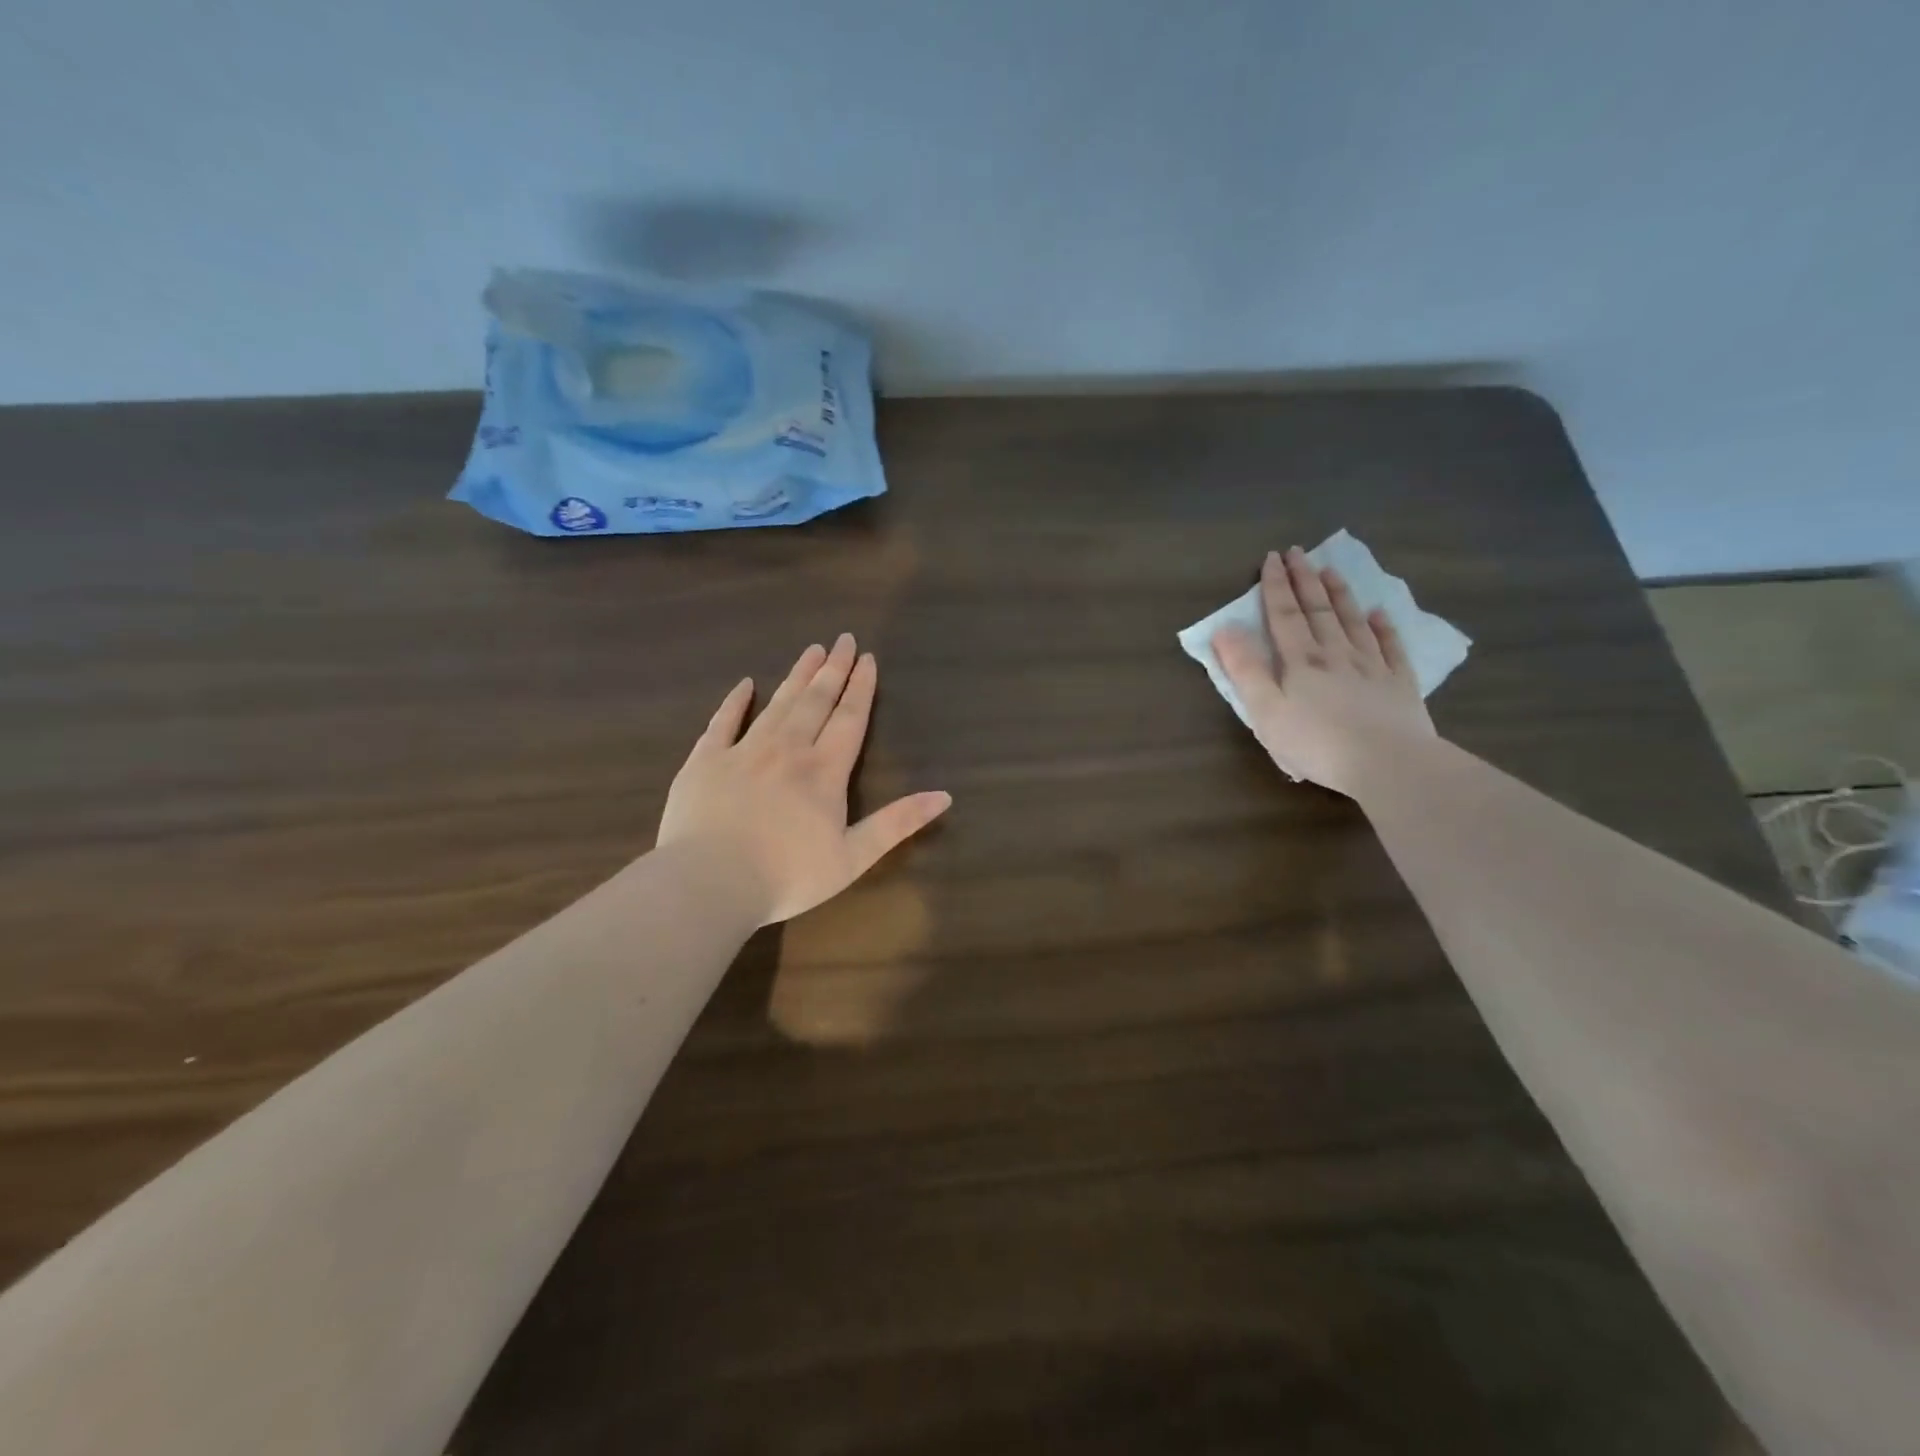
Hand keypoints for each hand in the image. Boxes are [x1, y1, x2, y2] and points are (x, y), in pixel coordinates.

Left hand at [657, 635, 951, 924]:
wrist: (709, 882)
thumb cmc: (787, 876)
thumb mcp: (853, 857)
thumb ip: (897, 823)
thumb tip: (944, 795)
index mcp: (824, 771)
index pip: (849, 719)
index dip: (861, 688)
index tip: (868, 658)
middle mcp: (788, 750)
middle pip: (816, 701)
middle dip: (833, 669)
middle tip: (844, 639)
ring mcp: (744, 751)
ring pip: (778, 704)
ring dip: (797, 675)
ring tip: (812, 650)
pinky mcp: (705, 760)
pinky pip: (723, 722)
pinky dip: (735, 701)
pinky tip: (745, 684)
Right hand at [1211, 546, 1433, 794]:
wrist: (1386, 763)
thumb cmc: (1315, 742)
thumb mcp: (1265, 711)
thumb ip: (1245, 670)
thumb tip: (1225, 629)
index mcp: (1300, 661)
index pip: (1284, 615)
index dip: (1276, 586)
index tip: (1272, 558)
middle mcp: (1336, 654)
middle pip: (1318, 610)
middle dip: (1305, 580)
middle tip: (1298, 552)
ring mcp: (1372, 666)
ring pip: (1353, 621)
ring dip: (1340, 594)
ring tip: (1332, 570)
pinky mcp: (1399, 684)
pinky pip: (1391, 647)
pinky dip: (1384, 627)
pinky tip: (1380, 613)